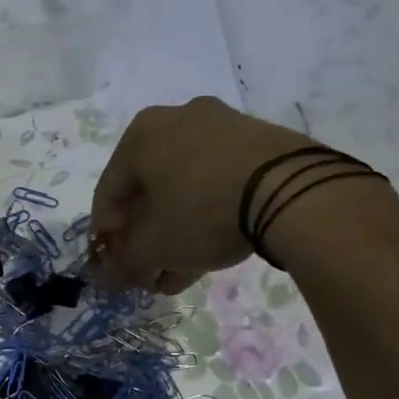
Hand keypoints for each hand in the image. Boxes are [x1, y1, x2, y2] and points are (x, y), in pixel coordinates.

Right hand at [92, 97, 389, 288]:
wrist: (292, 191)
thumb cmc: (201, 212)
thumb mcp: (154, 247)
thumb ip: (123, 264)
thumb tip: (106, 279)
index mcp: (140, 135)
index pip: (108, 193)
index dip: (106, 236)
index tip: (113, 267)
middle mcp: (177, 119)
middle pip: (149, 191)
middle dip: (146, 238)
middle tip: (148, 272)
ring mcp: (222, 126)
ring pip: (185, 189)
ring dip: (176, 233)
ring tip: (179, 273)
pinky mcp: (259, 141)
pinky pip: (218, 182)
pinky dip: (208, 215)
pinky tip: (210, 252)